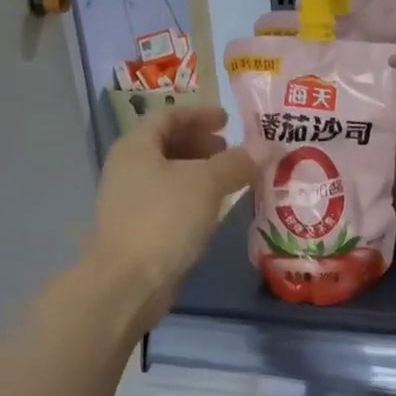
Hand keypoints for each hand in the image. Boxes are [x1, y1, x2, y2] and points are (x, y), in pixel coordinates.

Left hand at [93, 104, 258, 329]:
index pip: (169, 116)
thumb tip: (268, 145)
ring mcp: (131, 200)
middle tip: (231, 149)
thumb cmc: (164, 219)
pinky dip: (195, 195)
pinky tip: (216, 208)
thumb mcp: (206, 184)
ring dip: (200, 170)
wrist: (128, 281)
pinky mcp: (139, 228)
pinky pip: (171, 199)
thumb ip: (238, 162)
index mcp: (137, 147)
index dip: (199, 113)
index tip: (228, 119)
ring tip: (230, 178)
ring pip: (170, 174)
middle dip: (201, 143)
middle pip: (167, 144)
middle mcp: (128, 168)